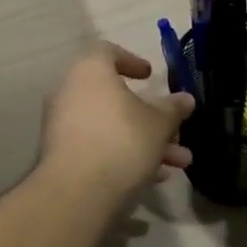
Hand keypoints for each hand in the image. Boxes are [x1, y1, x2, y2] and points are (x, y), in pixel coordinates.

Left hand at [40, 43, 194, 204]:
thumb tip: (186, 99)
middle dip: (151, 117)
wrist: (76, 194)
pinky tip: (153, 178)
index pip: (107, 52)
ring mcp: (62, 125)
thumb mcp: (158, 124)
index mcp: (90, 71)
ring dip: (145, 142)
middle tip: (175, 132)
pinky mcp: (61, 155)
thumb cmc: (121, 142)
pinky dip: (123, 155)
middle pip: (115, 97)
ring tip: (179, 164)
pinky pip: (97, 146)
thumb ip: (172, 109)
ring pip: (110, 126)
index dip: (132, 61)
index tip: (151, 77)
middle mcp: (70, 92)